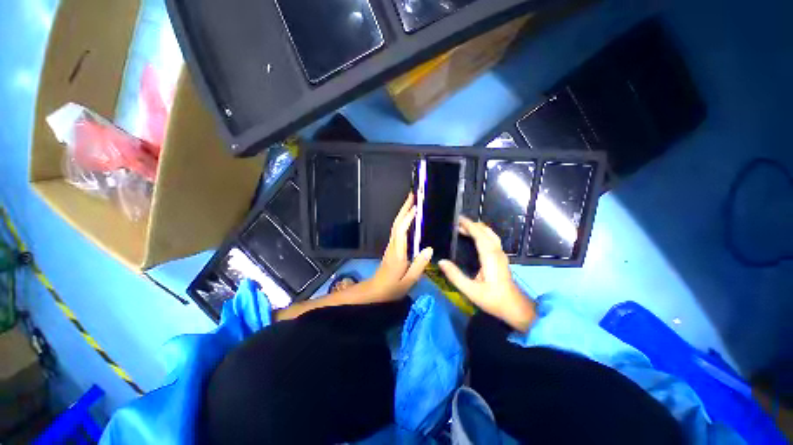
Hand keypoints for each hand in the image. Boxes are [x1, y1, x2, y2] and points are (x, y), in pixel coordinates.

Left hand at [362, 193, 432, 301]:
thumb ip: (419, 265)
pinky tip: (409, 218)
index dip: (408, 218)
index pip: (401, 231)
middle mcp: (393, 246)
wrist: (376, 291)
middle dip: (404, 208)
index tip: (416, 207)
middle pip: (397, 223)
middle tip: (413, 196)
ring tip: (412, 202)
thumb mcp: (408, 281)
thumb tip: (429, 249)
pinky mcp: (392, 247)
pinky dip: (403, 220)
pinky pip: (397, 230)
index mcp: (398, 253)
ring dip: (403, 212)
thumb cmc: (392, 288)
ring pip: (396, 225)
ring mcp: (391, 245)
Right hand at [438, 217, 535, 331]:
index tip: (457, 219)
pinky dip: (481, 233)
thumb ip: (455, 276)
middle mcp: (496, 251)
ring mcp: (500, 254)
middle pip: (485, 231)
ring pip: (490, 234)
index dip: (468, 225)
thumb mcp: (470, 290)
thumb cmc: (493, 299)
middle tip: (456, 224)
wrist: (515, 307)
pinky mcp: (501, 257)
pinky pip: (491, 239)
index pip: (479, 234)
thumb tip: (441, 261)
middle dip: (471, 225)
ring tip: (463, 228)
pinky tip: (474, 238)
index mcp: (489, 256)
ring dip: (477, 228)